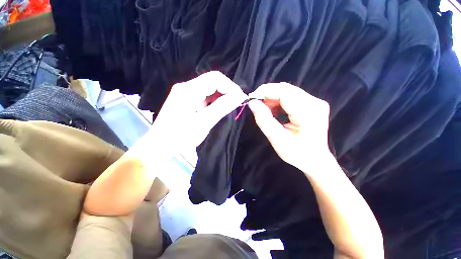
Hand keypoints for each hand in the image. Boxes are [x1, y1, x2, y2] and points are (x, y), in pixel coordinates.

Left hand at [148, 71, 247, 152]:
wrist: (161, 146)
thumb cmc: (181, 136)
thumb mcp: (204, 122)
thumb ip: (222, 107)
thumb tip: (240, 96)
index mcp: (189, 90)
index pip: (215, 78)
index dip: (230, 86)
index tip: (240, 98)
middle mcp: (186, 87)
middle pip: (212, 81)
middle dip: (227, 90)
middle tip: (237, 102)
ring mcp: (185, 93)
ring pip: (209, 88)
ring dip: (221, 95)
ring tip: (230, 106)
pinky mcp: (186, 100)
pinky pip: (204, 95)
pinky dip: (214, 100)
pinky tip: (219, 107)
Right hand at [248, 83, 330, 173]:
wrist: (315, 160)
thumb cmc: (296, 153)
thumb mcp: (276, 138)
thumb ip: (264, 119)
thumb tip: (252, 103)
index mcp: (308, 113)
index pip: (284, 92)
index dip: (266, 91)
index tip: (252, 98)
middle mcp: (315, 103)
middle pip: (286, 89)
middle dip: (268, 95)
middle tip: (257, 106)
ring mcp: (315, 102)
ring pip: (288, 91)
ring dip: (273, 99)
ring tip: (266, 112)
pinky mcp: (312, 104)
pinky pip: (291, 96)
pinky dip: (279, 102)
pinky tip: (275, 112)